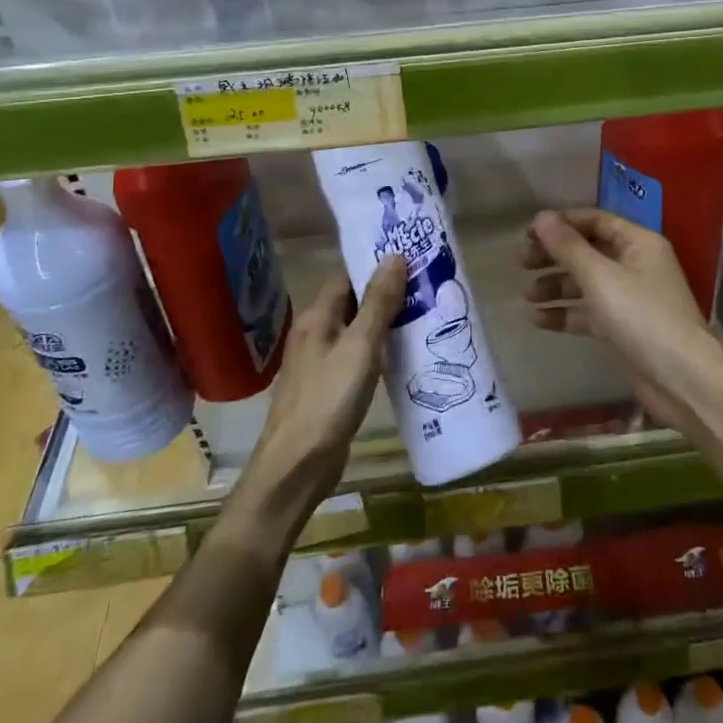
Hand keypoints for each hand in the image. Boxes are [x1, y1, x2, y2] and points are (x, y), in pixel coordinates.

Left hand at [247, 258, 407, 517]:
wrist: (296, 467)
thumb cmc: (328, 400)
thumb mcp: (360, 346)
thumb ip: (378, 302)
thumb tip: (394, 255)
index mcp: (317, 316)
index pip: (347, 274)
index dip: (375, 263)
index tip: (410, 256)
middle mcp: (315, 333)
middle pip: (352, 300)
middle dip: (386, 290)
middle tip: (426, 283)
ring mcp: (321, 362)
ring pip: (357, 329)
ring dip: (385, 321)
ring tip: (424, 312)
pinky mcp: (330, 387)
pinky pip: (358, 355)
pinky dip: (380, 348)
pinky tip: (404, 354)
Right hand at [522, 209, 722, 432]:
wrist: (681, 379)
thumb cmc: (641, 317)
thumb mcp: (600, 277)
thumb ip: (568, 247)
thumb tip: (541, 216)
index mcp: (637, 242)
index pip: (594, 220)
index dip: (561, 224)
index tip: (528, 234)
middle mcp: (635, 264)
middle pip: (587, 250)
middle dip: (554, 256)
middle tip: (521, 263)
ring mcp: (630, 297)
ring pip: (586, 283)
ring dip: (556, 286)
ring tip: (527, 296)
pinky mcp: (623, 327)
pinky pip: (589, 312)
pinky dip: (566, 313)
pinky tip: (539, 320)